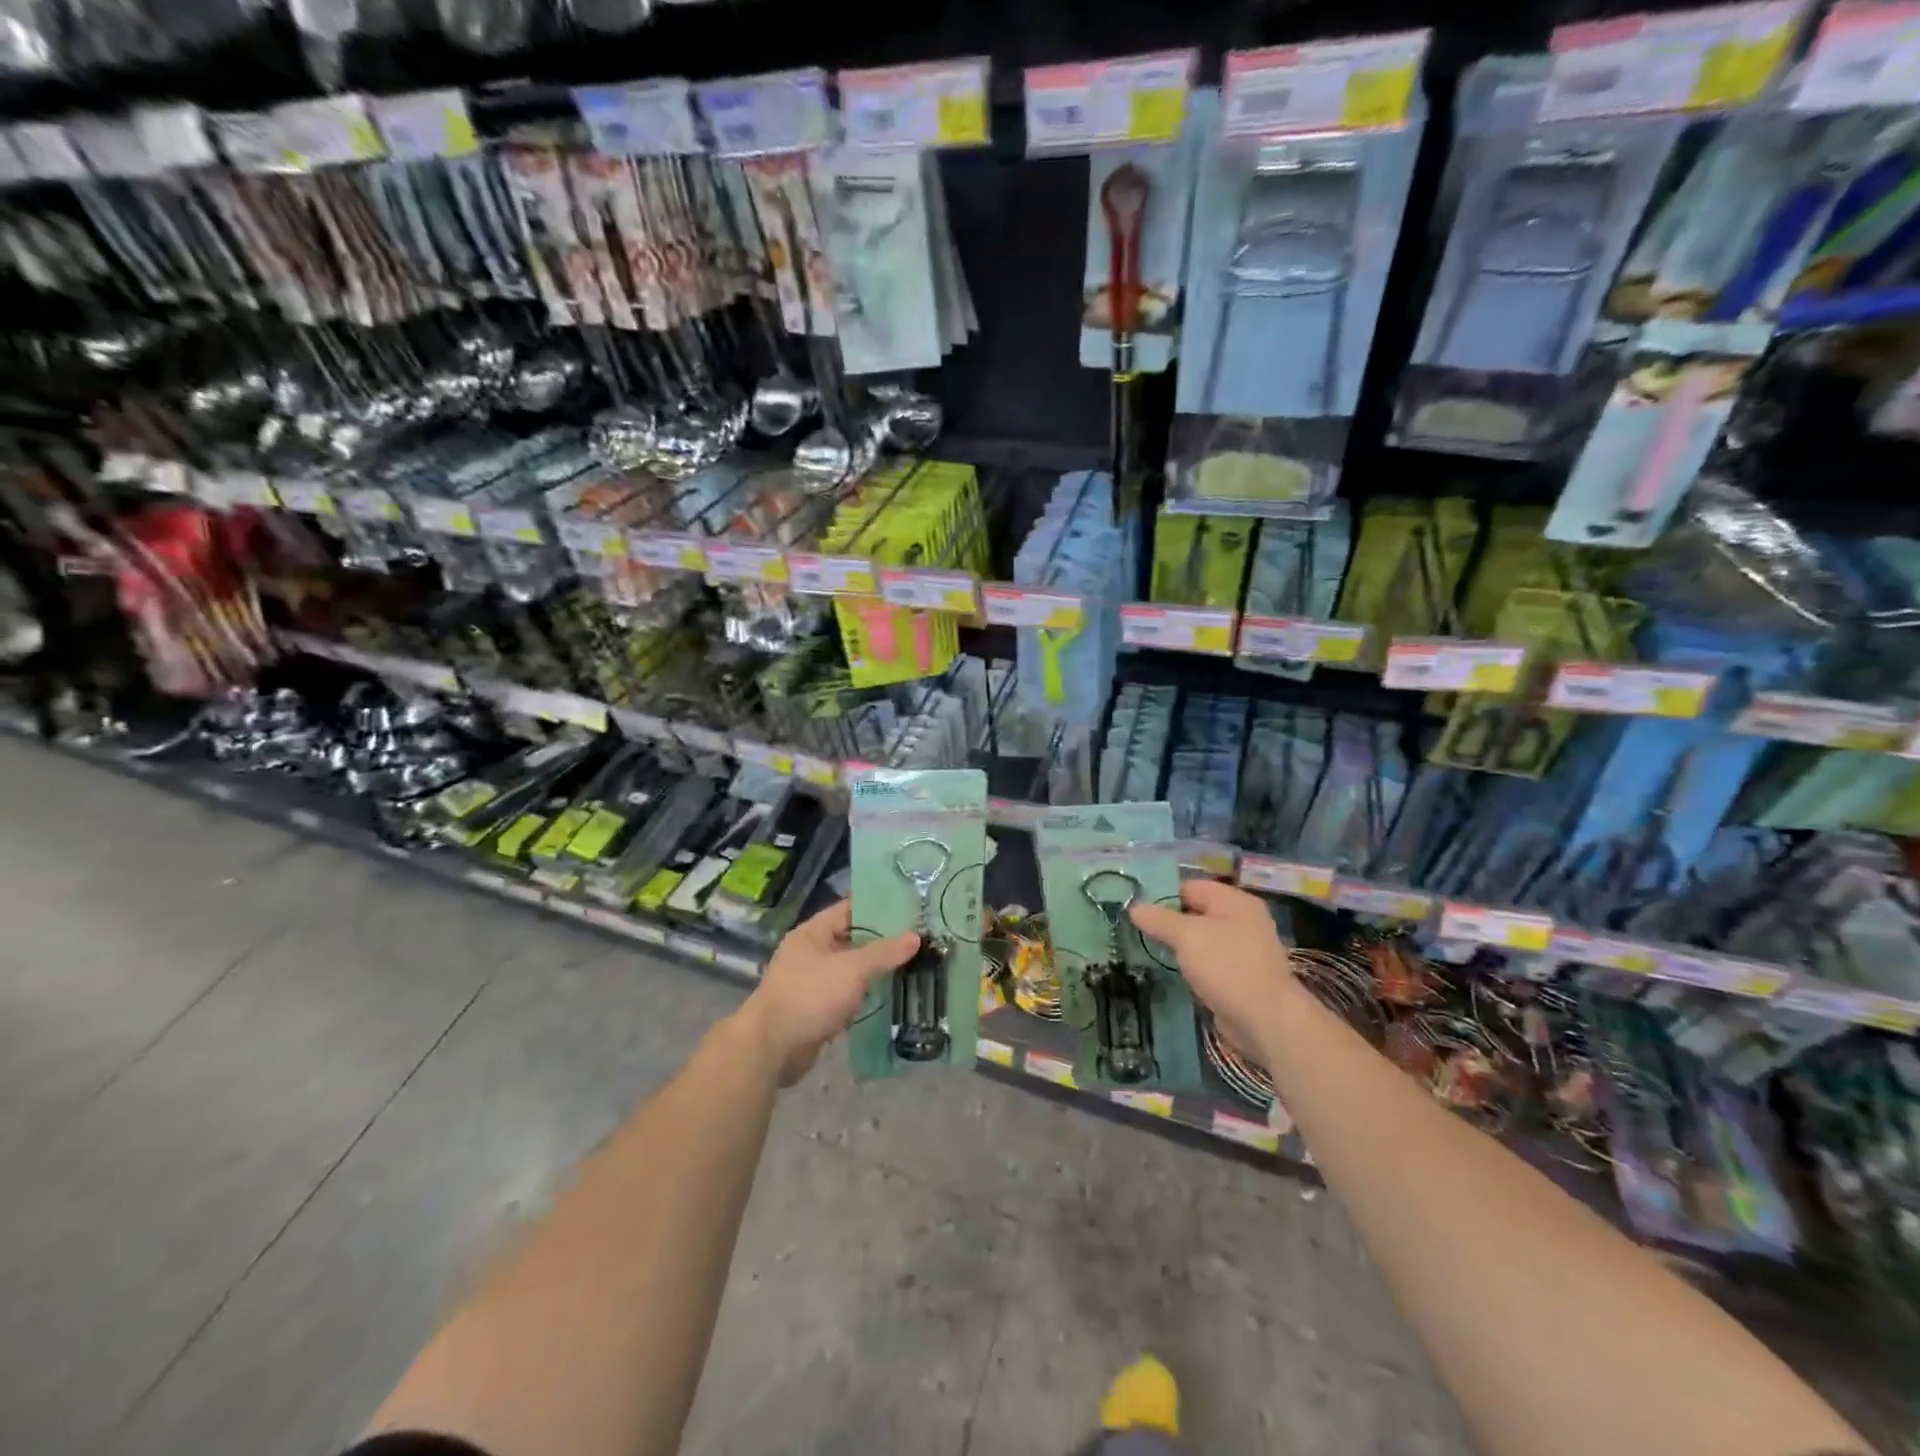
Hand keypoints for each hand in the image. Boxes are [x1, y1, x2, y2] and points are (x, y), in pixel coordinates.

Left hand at [732, 900, 918, 1086]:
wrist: (771, 1049)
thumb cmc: (810, 996)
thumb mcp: (852, 969)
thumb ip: (884, 953)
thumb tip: (916, 937)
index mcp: (813, 933)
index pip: (850, 910)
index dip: (879, 908)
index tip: (910, 909)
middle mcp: (811, 953)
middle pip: (852, 941)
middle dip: (883, 942)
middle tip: (920, 940)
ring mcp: (813, 983)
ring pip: (851, 971)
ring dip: (876, 972)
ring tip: (914, 966)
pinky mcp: (817, 1010)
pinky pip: (847, 996)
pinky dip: (866, 997)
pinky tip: (892, 997)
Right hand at [1130, 880, 1291, 1060]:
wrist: (1266, 1020)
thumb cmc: (1227, 966)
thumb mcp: (1187, 936)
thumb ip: (1159, 919)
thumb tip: (1134, 907)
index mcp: (1234, 901)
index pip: (1190, 887)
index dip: (1161, 894)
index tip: (1134, 907)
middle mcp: (1242, 920)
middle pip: (1195, 913)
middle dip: (1167, 921)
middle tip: (1134, 929)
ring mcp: (1243, 950)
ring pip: (1201, 940)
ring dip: (1177, 946)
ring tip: (1145, 949)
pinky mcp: (1239, 976)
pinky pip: (1208, 963)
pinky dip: (1191, 966)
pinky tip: (1169, 971)